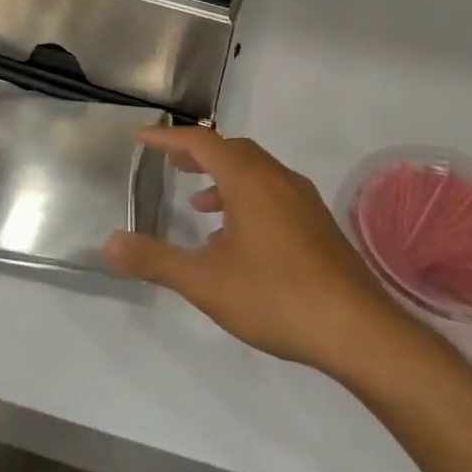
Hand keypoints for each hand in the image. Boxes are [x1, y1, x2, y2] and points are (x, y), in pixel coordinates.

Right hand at [105, 127, 418, 383]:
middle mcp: (278, 180)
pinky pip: (275, 194)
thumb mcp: (205, 281)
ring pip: (257, 172)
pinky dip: (248, 198)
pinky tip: (241, 239)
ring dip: (224, 178)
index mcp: (249, 180)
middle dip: (198, 153)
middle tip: (171, 163)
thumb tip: (110, 243)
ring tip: (200, 205)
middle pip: (232, 150)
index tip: (141, 138)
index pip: (201, 142)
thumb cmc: (276, 297)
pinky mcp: (321, 227)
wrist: (361, 333)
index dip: (168, 138)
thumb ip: (156, 259)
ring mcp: (305, 203)